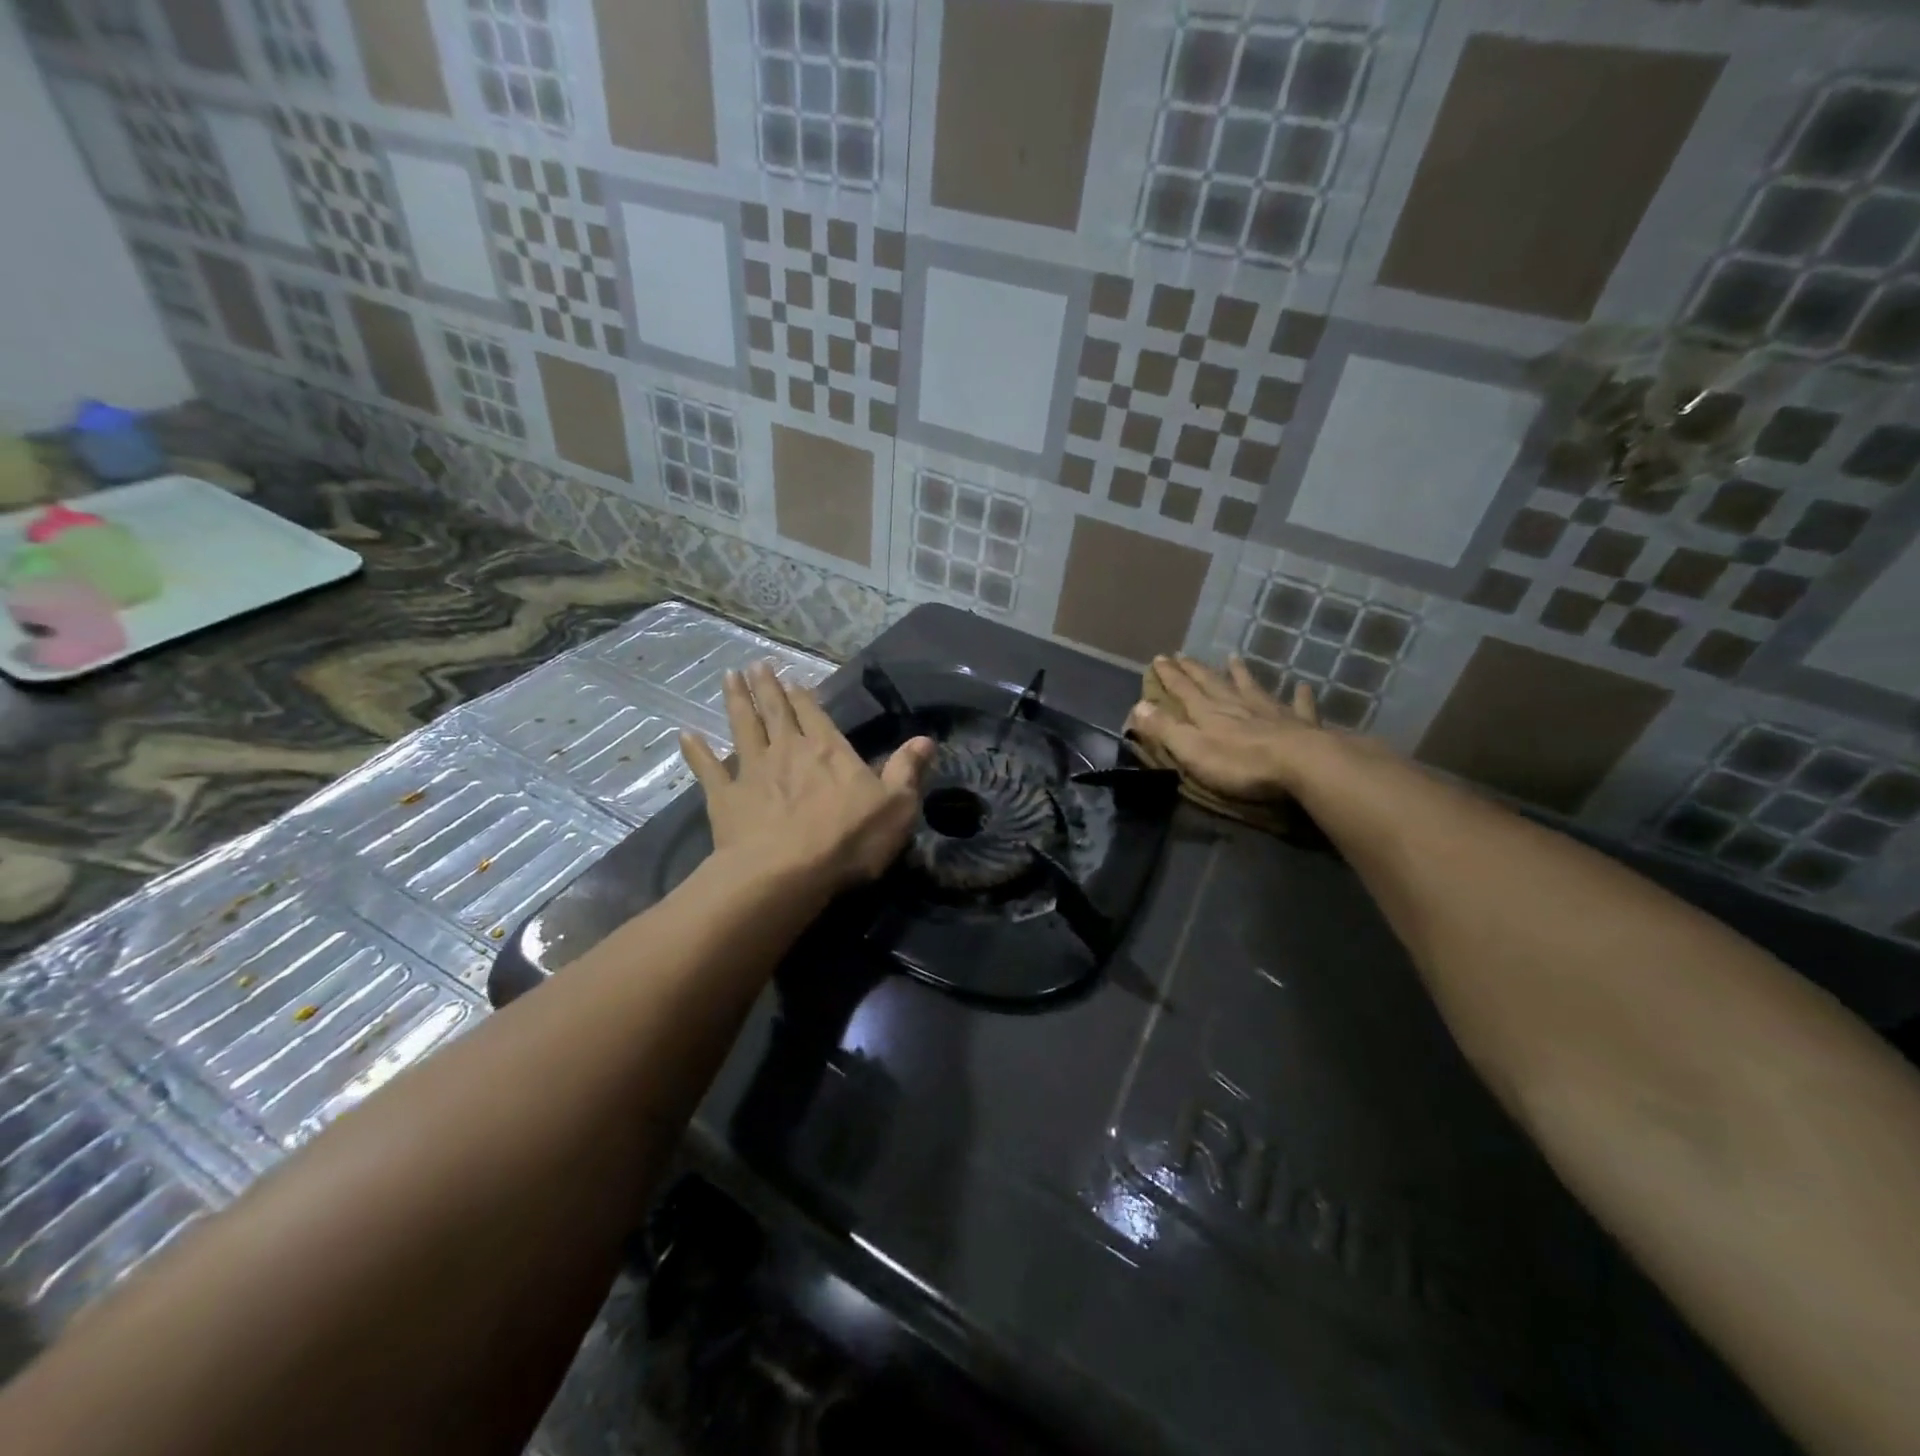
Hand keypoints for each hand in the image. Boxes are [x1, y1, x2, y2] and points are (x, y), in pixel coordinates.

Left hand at [680, 661, 934, 892]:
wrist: (786, 873)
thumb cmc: (848, 840)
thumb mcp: (896, 806)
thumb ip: (907, 770)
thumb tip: (926, 739)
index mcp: (827, 750)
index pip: (813, 714)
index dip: (802, 695)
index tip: (789, 677)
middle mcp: (787, 751)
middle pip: (775, 712)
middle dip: (766, 687)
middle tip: (754, 665)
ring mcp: (752, 772)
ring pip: (742, 728)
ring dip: (736, 702)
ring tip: (728, 678)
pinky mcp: (725, 798)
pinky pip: (707, 770)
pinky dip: (696, 752)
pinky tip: (686, 735)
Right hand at [1125, 654, 1326, 801]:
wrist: (1301, 764)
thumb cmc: (1240, 763)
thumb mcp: (1192, 749)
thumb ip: (1165, 728)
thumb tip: (1138, 705)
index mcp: (1208, 713)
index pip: (1183, 690)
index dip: (1169, 675)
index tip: (1158, 658)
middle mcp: (1237, 705)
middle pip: (1212, 683)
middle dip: (1195, 670)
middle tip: (1183, 654)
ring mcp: (1270, 712)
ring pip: (1251, 687)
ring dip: (1241, 673)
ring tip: (1233, 657)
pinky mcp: (1299, 724)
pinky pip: (1298, 706)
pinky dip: (1299, 696)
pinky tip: (1303, 686)